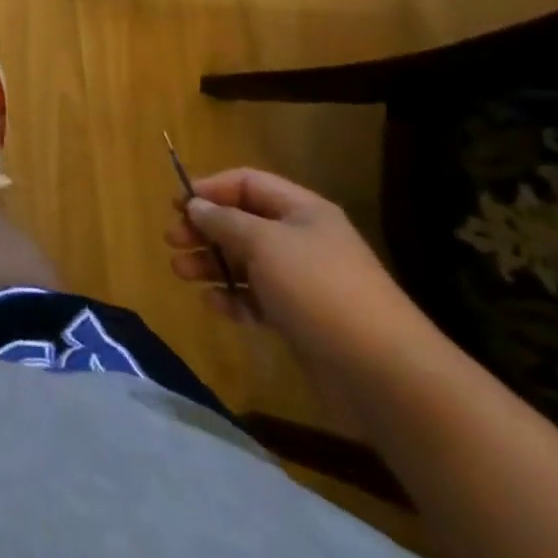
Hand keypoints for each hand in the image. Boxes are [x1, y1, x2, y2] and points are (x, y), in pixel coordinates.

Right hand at [167, 168, 423, 368]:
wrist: (385, 375)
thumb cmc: (320, 290)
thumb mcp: (264, 244)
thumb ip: (224, 221)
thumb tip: (196, 205)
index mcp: (302, 211)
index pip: (247, 183)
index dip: (211, 189)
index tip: (178, 205)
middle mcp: (302, 240)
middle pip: (242, 222)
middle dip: (205, 230)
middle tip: (172, 241)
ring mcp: (303, 281)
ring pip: (246, 262)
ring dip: (212, 265)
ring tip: (181, 273)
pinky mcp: (302, 319)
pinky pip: (258, 298)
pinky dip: (234, 299)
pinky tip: (214, 306)